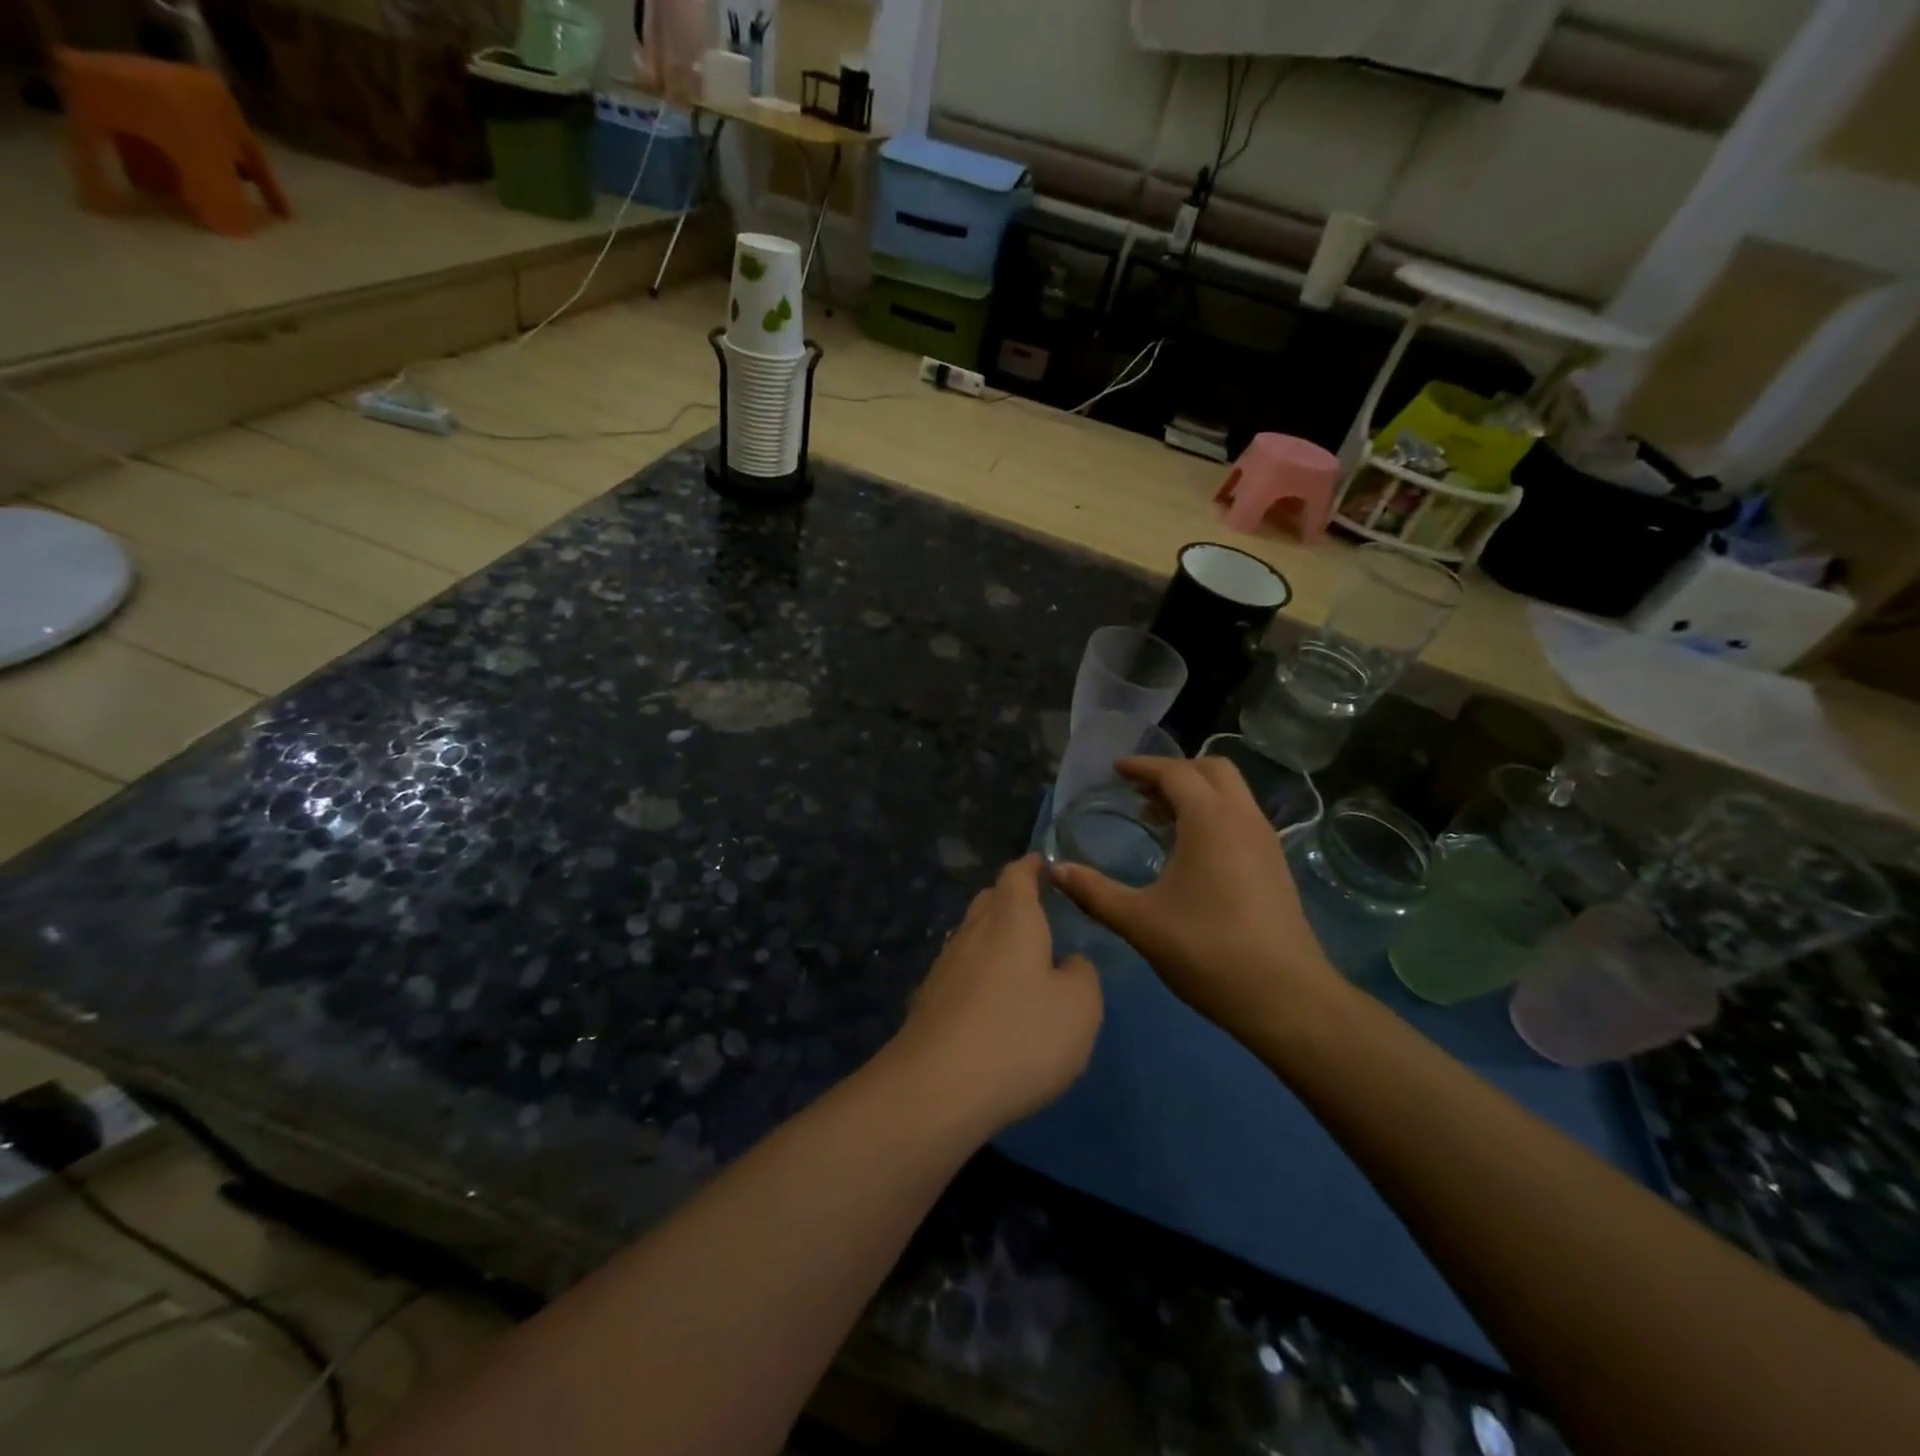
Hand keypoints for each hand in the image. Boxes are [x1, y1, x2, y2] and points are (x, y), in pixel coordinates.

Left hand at [889, 855, 1102, 1133]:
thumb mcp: (1080, 1006)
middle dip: (1012, 899)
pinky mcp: (929, 1001)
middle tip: (1037, 910)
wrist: (937, 1088)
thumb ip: (1082, 974)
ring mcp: (945, 965)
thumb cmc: (1021, 1035)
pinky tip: (991, 1000)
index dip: (1032, 866)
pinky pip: (961, 971)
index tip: (1044, 863)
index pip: (1018, 874)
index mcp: (1011, 918)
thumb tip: (1068, 964)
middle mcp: (973, 931)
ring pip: (973, 936)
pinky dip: (979, 973)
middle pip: (990, 901)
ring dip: (994, 937)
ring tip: (1019, 956)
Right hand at [1049, 757, 1339, 1040]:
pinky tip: (1189, 851)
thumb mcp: (1140, 921)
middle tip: (1139, 789)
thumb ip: (1094, 892)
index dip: (1143, 767)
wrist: (1286, 997)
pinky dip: (1212, 814)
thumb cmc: (1207, 950)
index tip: (1115, 769)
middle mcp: (1243, 819)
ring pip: (1231, 794)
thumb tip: (1055, 871)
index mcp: (1210, 820)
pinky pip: (1240, 818)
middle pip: (1211, 770)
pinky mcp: (1275, 865)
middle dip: (1174, 771)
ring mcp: (1265, 841)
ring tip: (1157, 817)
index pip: (1175, 773)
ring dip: (1195, 793)